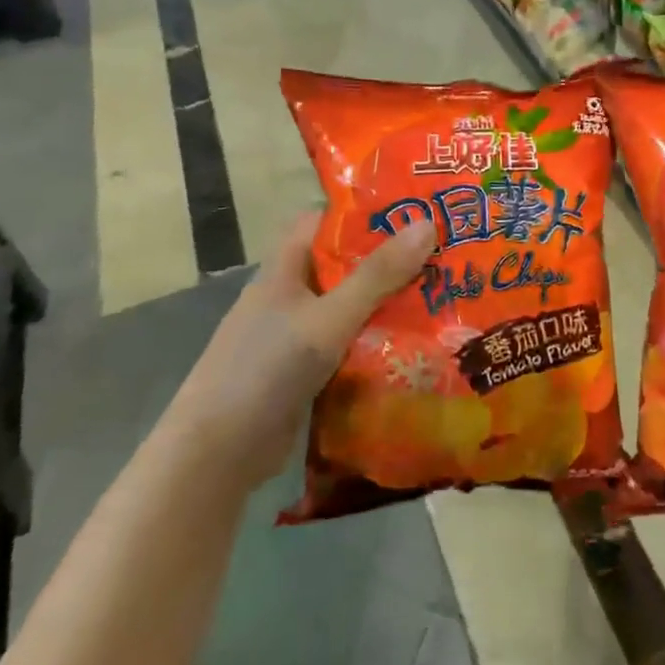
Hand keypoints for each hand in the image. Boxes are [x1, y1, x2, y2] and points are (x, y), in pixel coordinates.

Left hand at [172, 212, 436, 487]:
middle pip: (345, 265)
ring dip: (389, 304)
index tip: (414, 210)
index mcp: (286, 268)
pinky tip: (418, 345)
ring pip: (351, 307)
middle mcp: (291, 295)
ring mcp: (297, 335)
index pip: (325, 221)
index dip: (365, 212)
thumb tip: (428, 222)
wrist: (218, 454)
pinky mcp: (306, 372)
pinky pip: (349, 345)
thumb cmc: (268, 368)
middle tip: (446, 254)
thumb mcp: (329, 317)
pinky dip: (378, 343)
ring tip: (445, 295)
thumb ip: (378, 275)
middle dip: (390, 260)